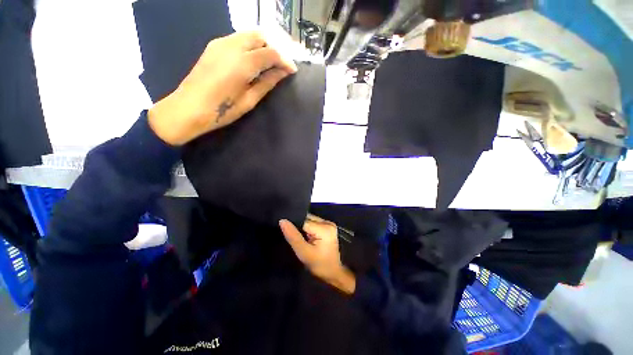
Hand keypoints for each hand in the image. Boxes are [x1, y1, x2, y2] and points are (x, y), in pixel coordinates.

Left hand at [148, 31, 297, 145]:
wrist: (188, 108)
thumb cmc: (221, 110)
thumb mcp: (249, 100)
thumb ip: (267, 83)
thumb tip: (282, 73)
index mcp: (242, 63)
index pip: (270, 53)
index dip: (284, 61)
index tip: (292, 71)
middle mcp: (231, 46)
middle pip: (260, 36)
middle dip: (274, 48)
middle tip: (281, 66)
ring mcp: (220, 43)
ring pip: (248, 34)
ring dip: (262, 45)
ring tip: (269, 64)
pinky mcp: (214, 46)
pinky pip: (238, 38)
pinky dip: (250, 45)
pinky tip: (253, 60)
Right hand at [280, 216, 355, 294]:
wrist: (333, 273)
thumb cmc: (319, 265)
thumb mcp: (303, 252)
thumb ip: (293, 236)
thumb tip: (282, 221)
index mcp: (324, 228)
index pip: (303, 221)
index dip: (293, 225)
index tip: (286, 231)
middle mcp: (327, 222)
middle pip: (307, 219)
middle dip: (298, 225)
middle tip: (290, 234)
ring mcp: (328, 224)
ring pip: (309, 220)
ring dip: (302, 227)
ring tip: (296, 235)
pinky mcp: (327, 227)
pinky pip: (313, 223)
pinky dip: (307, 228)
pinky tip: (304, 235)